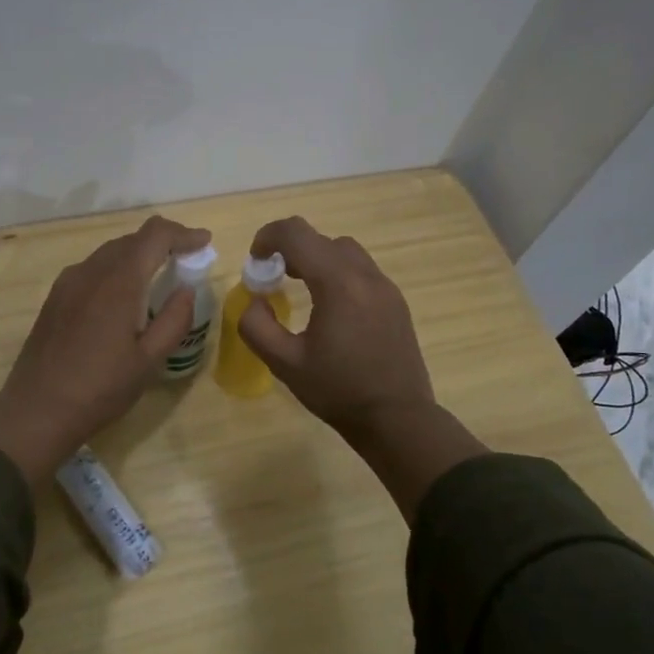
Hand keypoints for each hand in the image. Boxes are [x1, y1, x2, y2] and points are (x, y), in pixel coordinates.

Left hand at [0, 215, 210, 485]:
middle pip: (132, 239)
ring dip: (138, 255)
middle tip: (186, 261)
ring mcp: (68, 282)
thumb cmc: (100, 389)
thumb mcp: (149, 361)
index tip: (204, 241)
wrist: (36, 410)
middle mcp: (91, 271)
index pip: (155, 236)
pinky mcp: (55, 296)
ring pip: (110, 252)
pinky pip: (92, 268)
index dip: (183, 233)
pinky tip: (123, 296)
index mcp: (119, 282)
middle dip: (163, 243)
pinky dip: (116, 269)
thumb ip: (174, 320)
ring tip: (158, 276)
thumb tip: (186, 290)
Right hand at [236, 216, 435, 437]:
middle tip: (273, 277)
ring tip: (301, 287)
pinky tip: (331, 308)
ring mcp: (386, 287)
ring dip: (317, 258)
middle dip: (291, 249)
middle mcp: (365, 275)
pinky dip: (338, 273)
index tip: (256, 260)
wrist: (398, 419)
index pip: (297, 234)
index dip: (269, 237)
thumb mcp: (285, 364)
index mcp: (338, 284)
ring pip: (345, 251)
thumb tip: (255, 302)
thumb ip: (257, 327)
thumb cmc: (339, 391)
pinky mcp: (396, 302)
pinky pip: (362, 270)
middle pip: (321, 239)